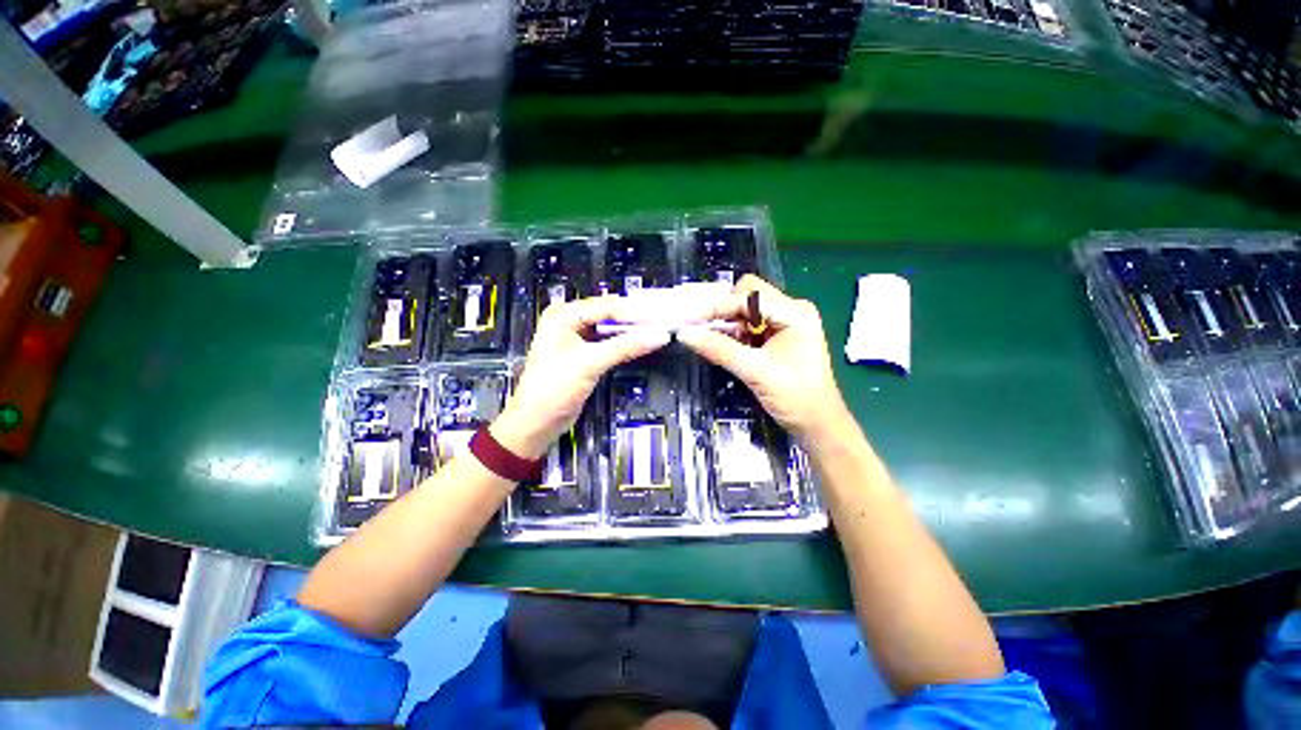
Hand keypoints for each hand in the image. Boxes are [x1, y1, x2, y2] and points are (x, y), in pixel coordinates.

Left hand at [492, 296, 670, 459]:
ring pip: (612, 329)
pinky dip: (626, 344)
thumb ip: (625, 346)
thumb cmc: (554, 389)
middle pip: (610, 314)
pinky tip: (643, 344)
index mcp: (563, 315)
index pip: (606, 306)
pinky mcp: (586, 354)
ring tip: (659, 332)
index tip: (662, 318)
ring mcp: (578, 338)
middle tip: (664, 324)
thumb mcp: (589, 364)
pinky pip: (610, 343)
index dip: (635, 312)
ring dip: (633, 332)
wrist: (536, 423)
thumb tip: (660, 335)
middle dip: (636, 320)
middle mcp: (570, 321)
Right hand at [677, 275, 849, 445]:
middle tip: (699, 327)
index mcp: (794, 312)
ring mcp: (785, 322)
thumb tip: (684, 334)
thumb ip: (719, 349)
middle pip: (747, 295)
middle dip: (722, 309)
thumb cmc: (794, 397)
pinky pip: (749, 325)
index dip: (716, 308)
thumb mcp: (755, 371)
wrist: (817, 424)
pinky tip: (720, 344)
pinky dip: (733, 332)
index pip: (747, 297)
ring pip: (746, 309)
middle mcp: (790, 310)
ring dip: (726, 321)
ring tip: (706, 337)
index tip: (688, 320)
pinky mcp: (778, 336)